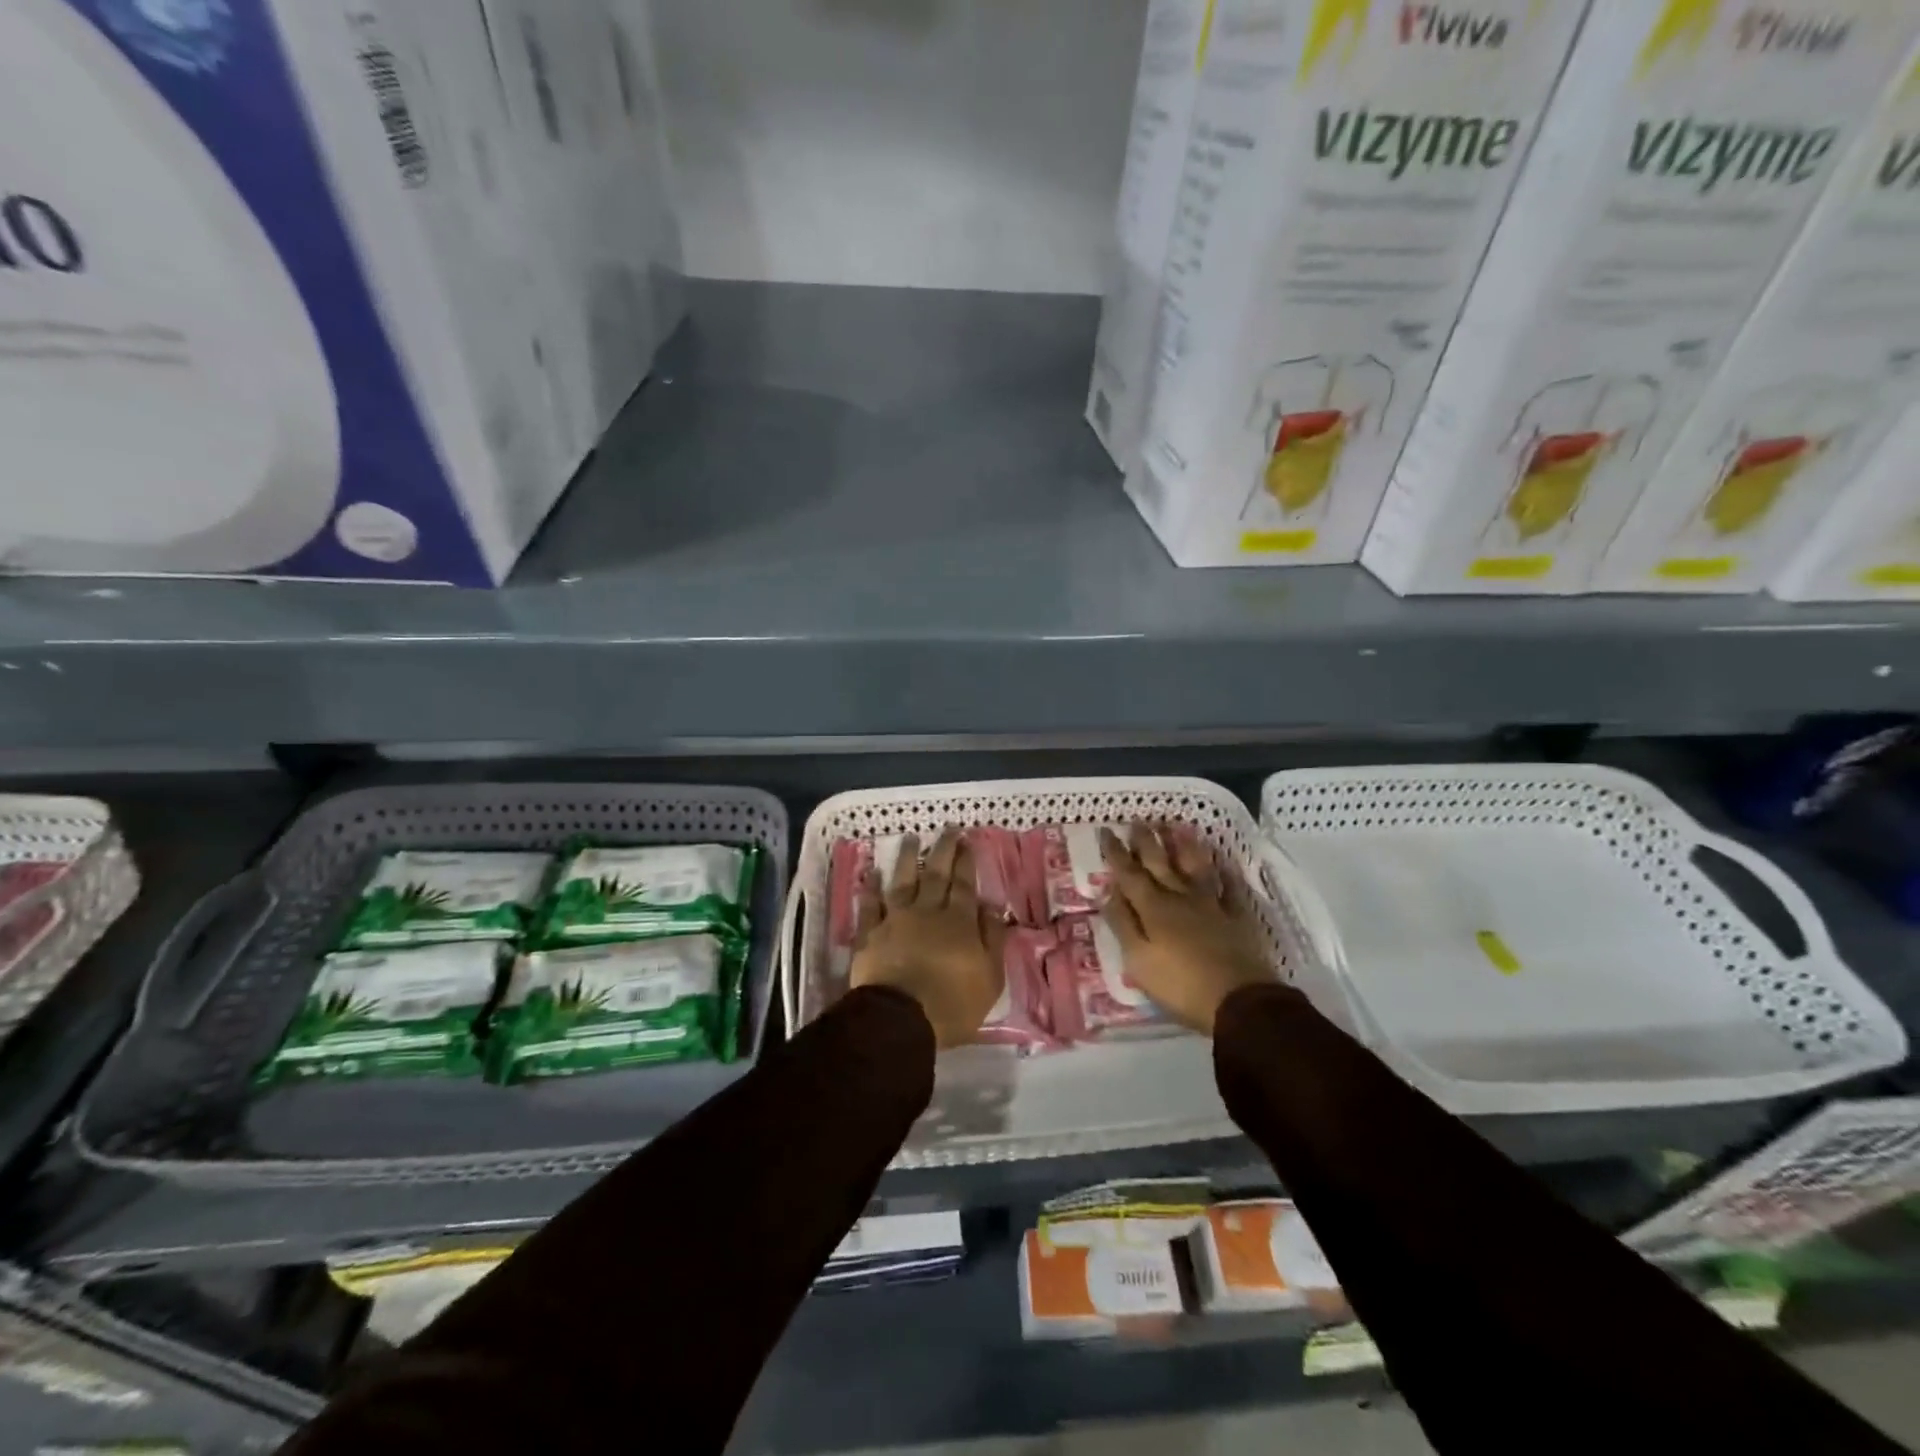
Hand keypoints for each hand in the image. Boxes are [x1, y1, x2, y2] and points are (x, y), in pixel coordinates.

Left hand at [850, 828, 1006, 1048]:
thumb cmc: (953, 1004)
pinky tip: (872, 872)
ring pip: (902, 881)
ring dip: (907, 858)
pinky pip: (870, 905)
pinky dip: (871, 888)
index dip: (966, 861)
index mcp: (958, 922)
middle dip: (943, 850)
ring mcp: (895, 920)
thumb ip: (992, 939)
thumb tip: (992, 907)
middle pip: (936, 875)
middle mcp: (927, 912)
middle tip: (947, 829)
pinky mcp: (870, 934)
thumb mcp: (990, 977)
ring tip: (911, 838)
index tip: (966, 840)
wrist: (900, 1019)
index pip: (964, 884)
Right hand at [1100, 825, 1275, 1035]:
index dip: (1116, 852)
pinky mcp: (1236, 918)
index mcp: (1153, 908)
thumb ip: (1122, 922)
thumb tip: (1108, 890)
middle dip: (1146, 841)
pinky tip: (1222, 862)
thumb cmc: (1180, 984)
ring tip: (1178, 827)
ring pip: (1195, 867)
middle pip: (1160, 863)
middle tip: (1137, 820)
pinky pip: (1230, 888)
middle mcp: (1180, 897)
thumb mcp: (1138, 959)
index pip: (1128, 874)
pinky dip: (1225, 873)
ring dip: (1185, 846)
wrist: (1239, 1001)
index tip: (1106, 830)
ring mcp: (1211, 905)